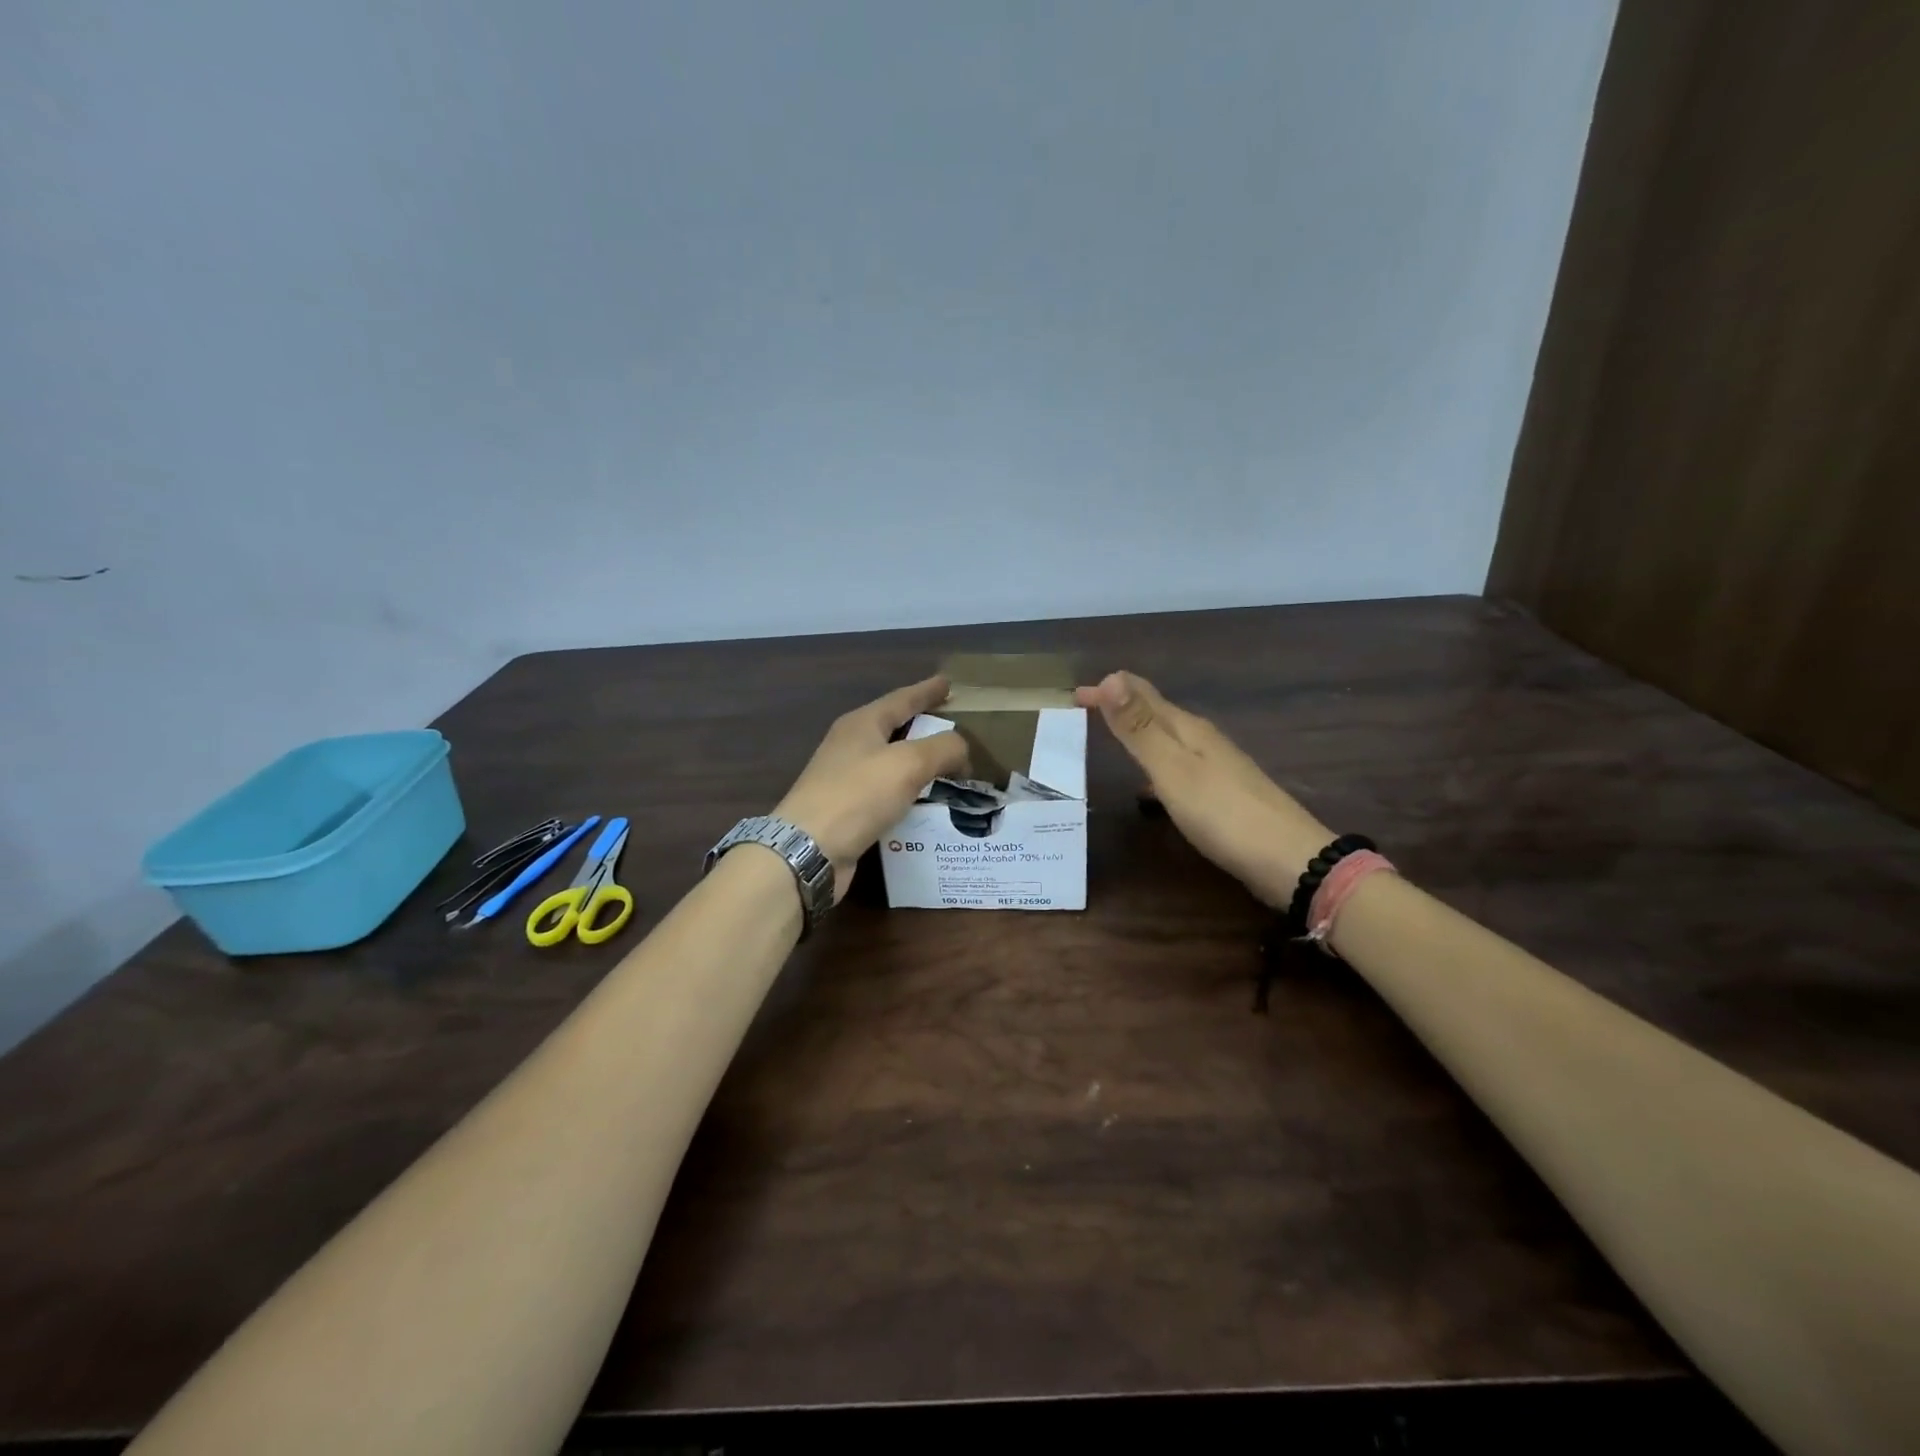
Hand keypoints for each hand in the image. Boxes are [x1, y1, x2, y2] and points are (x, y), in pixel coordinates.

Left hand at [775, 675, 969, 900]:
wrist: (808, 849)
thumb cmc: (857, 795)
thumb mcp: (908, 763)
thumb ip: (942, 748)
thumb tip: (962, 748)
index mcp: (862, 724)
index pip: (902, 699)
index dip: (927, 691)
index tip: (948, 683)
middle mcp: (851, 746)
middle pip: (895, 728)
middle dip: (924, 725)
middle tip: (955, 726)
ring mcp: (846, 779)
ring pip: (892, 762)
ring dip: (920, 762)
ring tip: (950, 766)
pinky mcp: (848, 810)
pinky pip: (888, 793)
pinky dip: (911, 792)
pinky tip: (928, 802)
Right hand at [1076, 671, 1330, 907]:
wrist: (1289, 860)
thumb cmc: (1222, 813)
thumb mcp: (1172, 769)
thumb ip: (1139, 728)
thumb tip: (1111, 676)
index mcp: (1189, 729)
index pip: (1142, 695)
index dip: (1109, 690)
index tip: (1075, 694)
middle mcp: (1204, 741)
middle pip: (1157, 713)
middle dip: (1121, 706)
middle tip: (1088, 708)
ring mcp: (1217, 768)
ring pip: (1169, 740)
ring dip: (1138, 734)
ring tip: (1113, 740)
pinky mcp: (1223, 795)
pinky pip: (1178, 768)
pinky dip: (1155, 767)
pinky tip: (1150, 789)